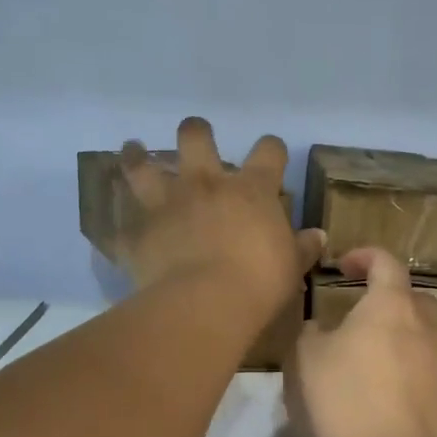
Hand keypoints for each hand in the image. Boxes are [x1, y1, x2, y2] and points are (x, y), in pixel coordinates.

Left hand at [115, 118, 323, 314]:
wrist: (206, 303)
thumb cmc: (259, 281)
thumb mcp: (291, 266)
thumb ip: (302, 247)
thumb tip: (318, 236)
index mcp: (250, 190)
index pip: (268, 151)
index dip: (272, 149)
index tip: (272, 155)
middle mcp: (205, 185)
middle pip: (195, 137)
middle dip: (196, 133)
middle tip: (195, 139)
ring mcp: (167, 205)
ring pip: (143, 165)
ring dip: (137, 156)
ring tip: (134, 149)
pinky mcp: (139, 234)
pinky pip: (121, 226)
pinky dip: (120, 225)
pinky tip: (117, 226)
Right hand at [284, 247, 436, 436]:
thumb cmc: (342, 400)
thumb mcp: (304, 359)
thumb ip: (312, 333)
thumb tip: (323, 330)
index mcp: (391, 306)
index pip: (386, 263)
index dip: (365, 257)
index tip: (344, 265)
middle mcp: (427, 328)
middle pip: (413, 299)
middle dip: (388, 300)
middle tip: (358, 317)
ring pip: (424, 337)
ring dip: (400, 338)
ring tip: (371, 360)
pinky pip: (427, 371)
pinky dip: (408, 371)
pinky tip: (384, 395)